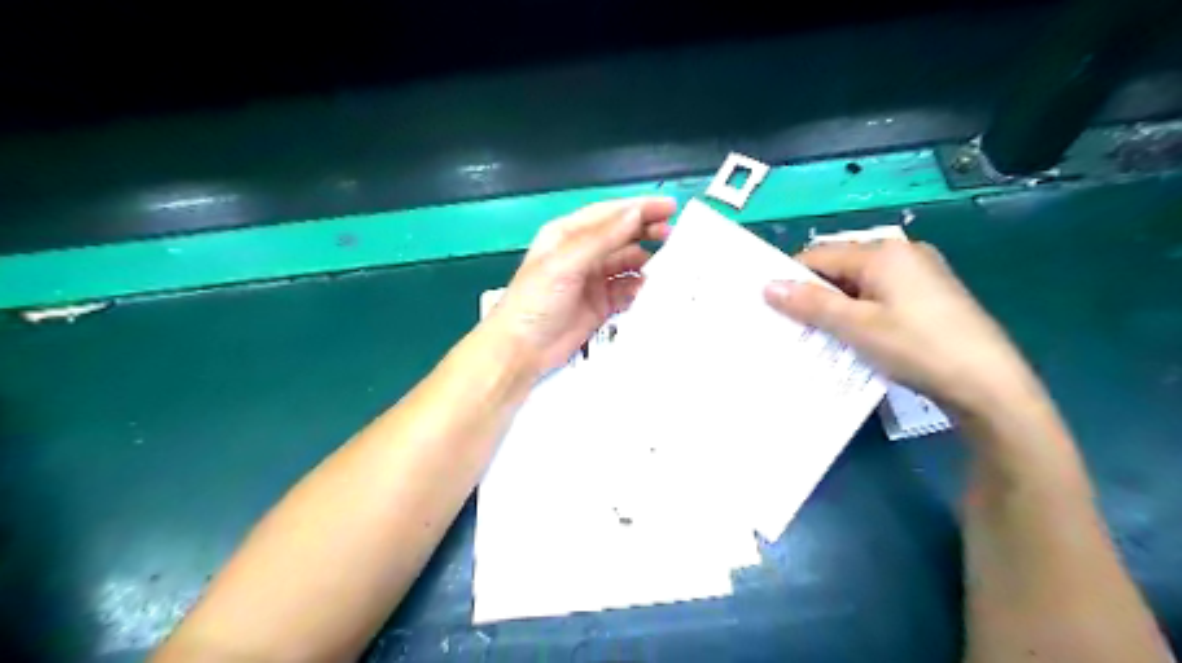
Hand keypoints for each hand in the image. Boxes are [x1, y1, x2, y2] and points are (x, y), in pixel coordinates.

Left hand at [479, 196, 674, 375]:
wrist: (522, 349)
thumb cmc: (536, 300)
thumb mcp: (565, 263)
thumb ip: (601, 239)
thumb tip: (635, 213)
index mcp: (567, 235)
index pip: (609, 214)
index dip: (638, 207)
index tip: (669, 206)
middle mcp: (582, 253)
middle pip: (620, 236)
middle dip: (646, 231)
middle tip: (673, 233)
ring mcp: (592, 280)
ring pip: (626, 262)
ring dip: (645, 260)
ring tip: (670, 262)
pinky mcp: (600, 304)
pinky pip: (626, 290)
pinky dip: (639, 287)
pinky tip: (651, 287)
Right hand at [763, 240, 1036, 416]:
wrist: (989, 385)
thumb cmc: (917, 348)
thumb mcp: (856, 326)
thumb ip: (810, 304)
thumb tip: (767, 286)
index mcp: (883, 252)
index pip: (819, 255)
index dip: (793, 279)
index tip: (773, 308)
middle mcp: (902, 253)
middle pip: (840, 267)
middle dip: (815, 294)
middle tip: (794, 325)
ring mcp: (920, 273)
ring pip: (859, 283)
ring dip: (836, 306)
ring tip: (820, 335)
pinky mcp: (929, 295)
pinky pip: (880, 295)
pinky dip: (860, 312)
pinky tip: (855, 337)